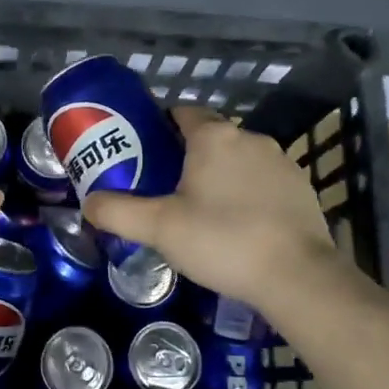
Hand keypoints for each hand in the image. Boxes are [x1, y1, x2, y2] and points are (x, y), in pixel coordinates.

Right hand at [82, 106, 355, 311]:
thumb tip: (88, 203)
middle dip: (186, 155)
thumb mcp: (159, 228)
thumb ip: (117, 212)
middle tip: (164, 186)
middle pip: (209, 136)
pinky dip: (247, 193)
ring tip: (200, 210)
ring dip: (219, 175)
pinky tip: (237, 225)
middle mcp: (249, 137)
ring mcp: (281, 161)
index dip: (160, 127)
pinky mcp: (301, 188)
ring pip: (237, 158)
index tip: (144, 151)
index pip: (181, 112)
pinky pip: (262, 180)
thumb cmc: (222, 240)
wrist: (298, 276)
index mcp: (213, 136)